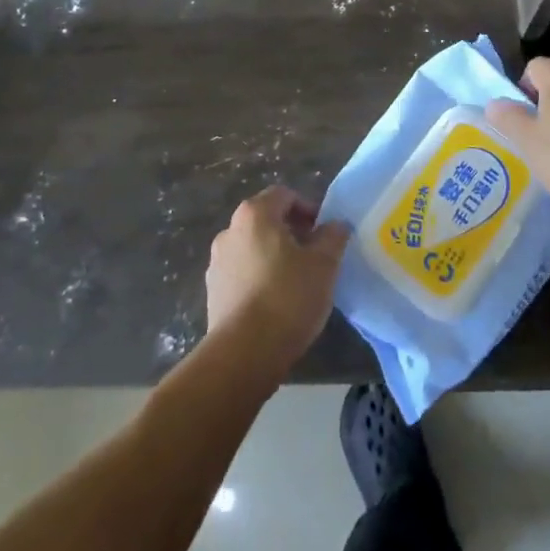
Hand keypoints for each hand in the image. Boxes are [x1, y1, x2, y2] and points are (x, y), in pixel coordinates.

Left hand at [205, 186, 350, 381]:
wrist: (243, 355)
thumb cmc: (287, 298)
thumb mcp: (324, 265)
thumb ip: (333, 237)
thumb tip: (336, 225)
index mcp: (255, 214)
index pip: (284, 195)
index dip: (308, 209)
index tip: (324, 234)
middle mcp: (230, 230)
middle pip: (266, 220)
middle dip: (292, 233)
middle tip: (315, 257)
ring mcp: (217, 262)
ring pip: (253, 247)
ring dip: (275, 256)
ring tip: (297, 283)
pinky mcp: (212, 292)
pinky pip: (242, 273)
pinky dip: (259, 278)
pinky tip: (276, 304)